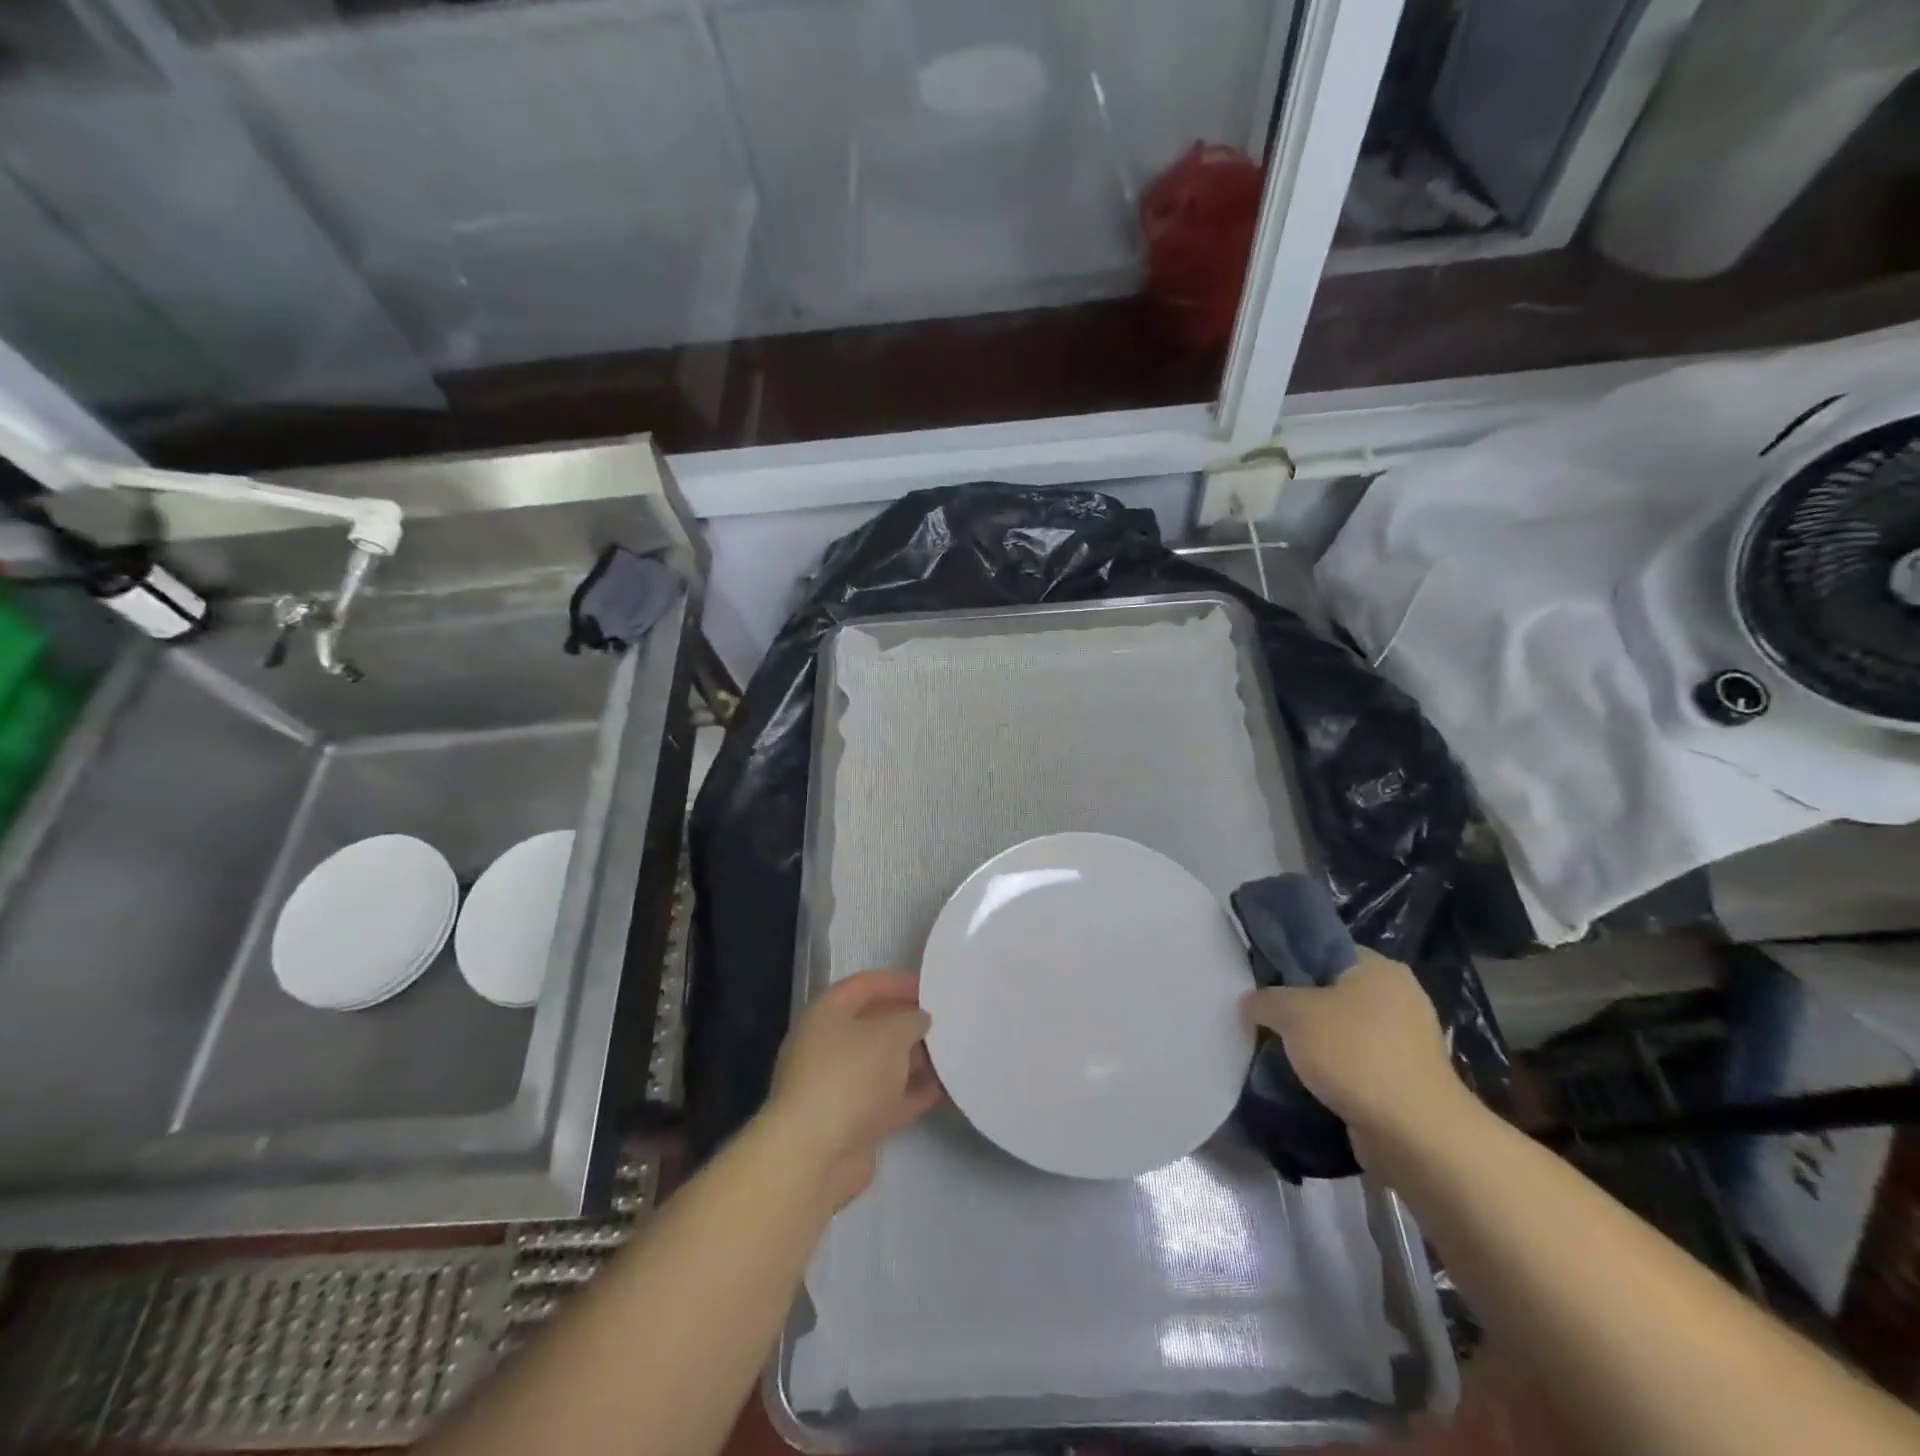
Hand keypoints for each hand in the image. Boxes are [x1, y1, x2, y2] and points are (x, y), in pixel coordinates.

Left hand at [765, 970, 942, 1207]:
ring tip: (949, 1054)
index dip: (898, 982)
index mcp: (826, 1014)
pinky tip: (940, 1090)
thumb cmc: (849, 1076)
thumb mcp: (890, 1035)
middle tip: (944, 1022)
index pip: (864, 985)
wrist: (814, 1155)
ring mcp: (836, 1086)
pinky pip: (885, 1100)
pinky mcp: (848, 1123)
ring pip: (880, 1065)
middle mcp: (826, 1046)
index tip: (931, 987)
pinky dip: (910, 1094)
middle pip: (872, 1025)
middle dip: (907, 1023)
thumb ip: (910, 1020)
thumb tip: (918, 1019)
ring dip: (912, 1060)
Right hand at [1242, 949, 1471, 1159]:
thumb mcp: (1293, 1013)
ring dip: (1316, 1041)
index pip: (1323, 948)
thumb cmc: (1355, 1054)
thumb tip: (1251, 1002)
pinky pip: (1358, 1060)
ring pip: (1344, 1028)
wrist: (1416, 1134)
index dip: (1288, 961)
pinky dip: (1335, 1068)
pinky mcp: (1406, 1077)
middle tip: (1266, 1017)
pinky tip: (1309, 1079)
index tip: (1260, 982)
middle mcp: (1399, 995)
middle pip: (1332, 989)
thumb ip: (1265, 999)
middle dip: (1299, 1006)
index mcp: (1379, 967)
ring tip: (1282, 1051)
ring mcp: (1407, 1039)